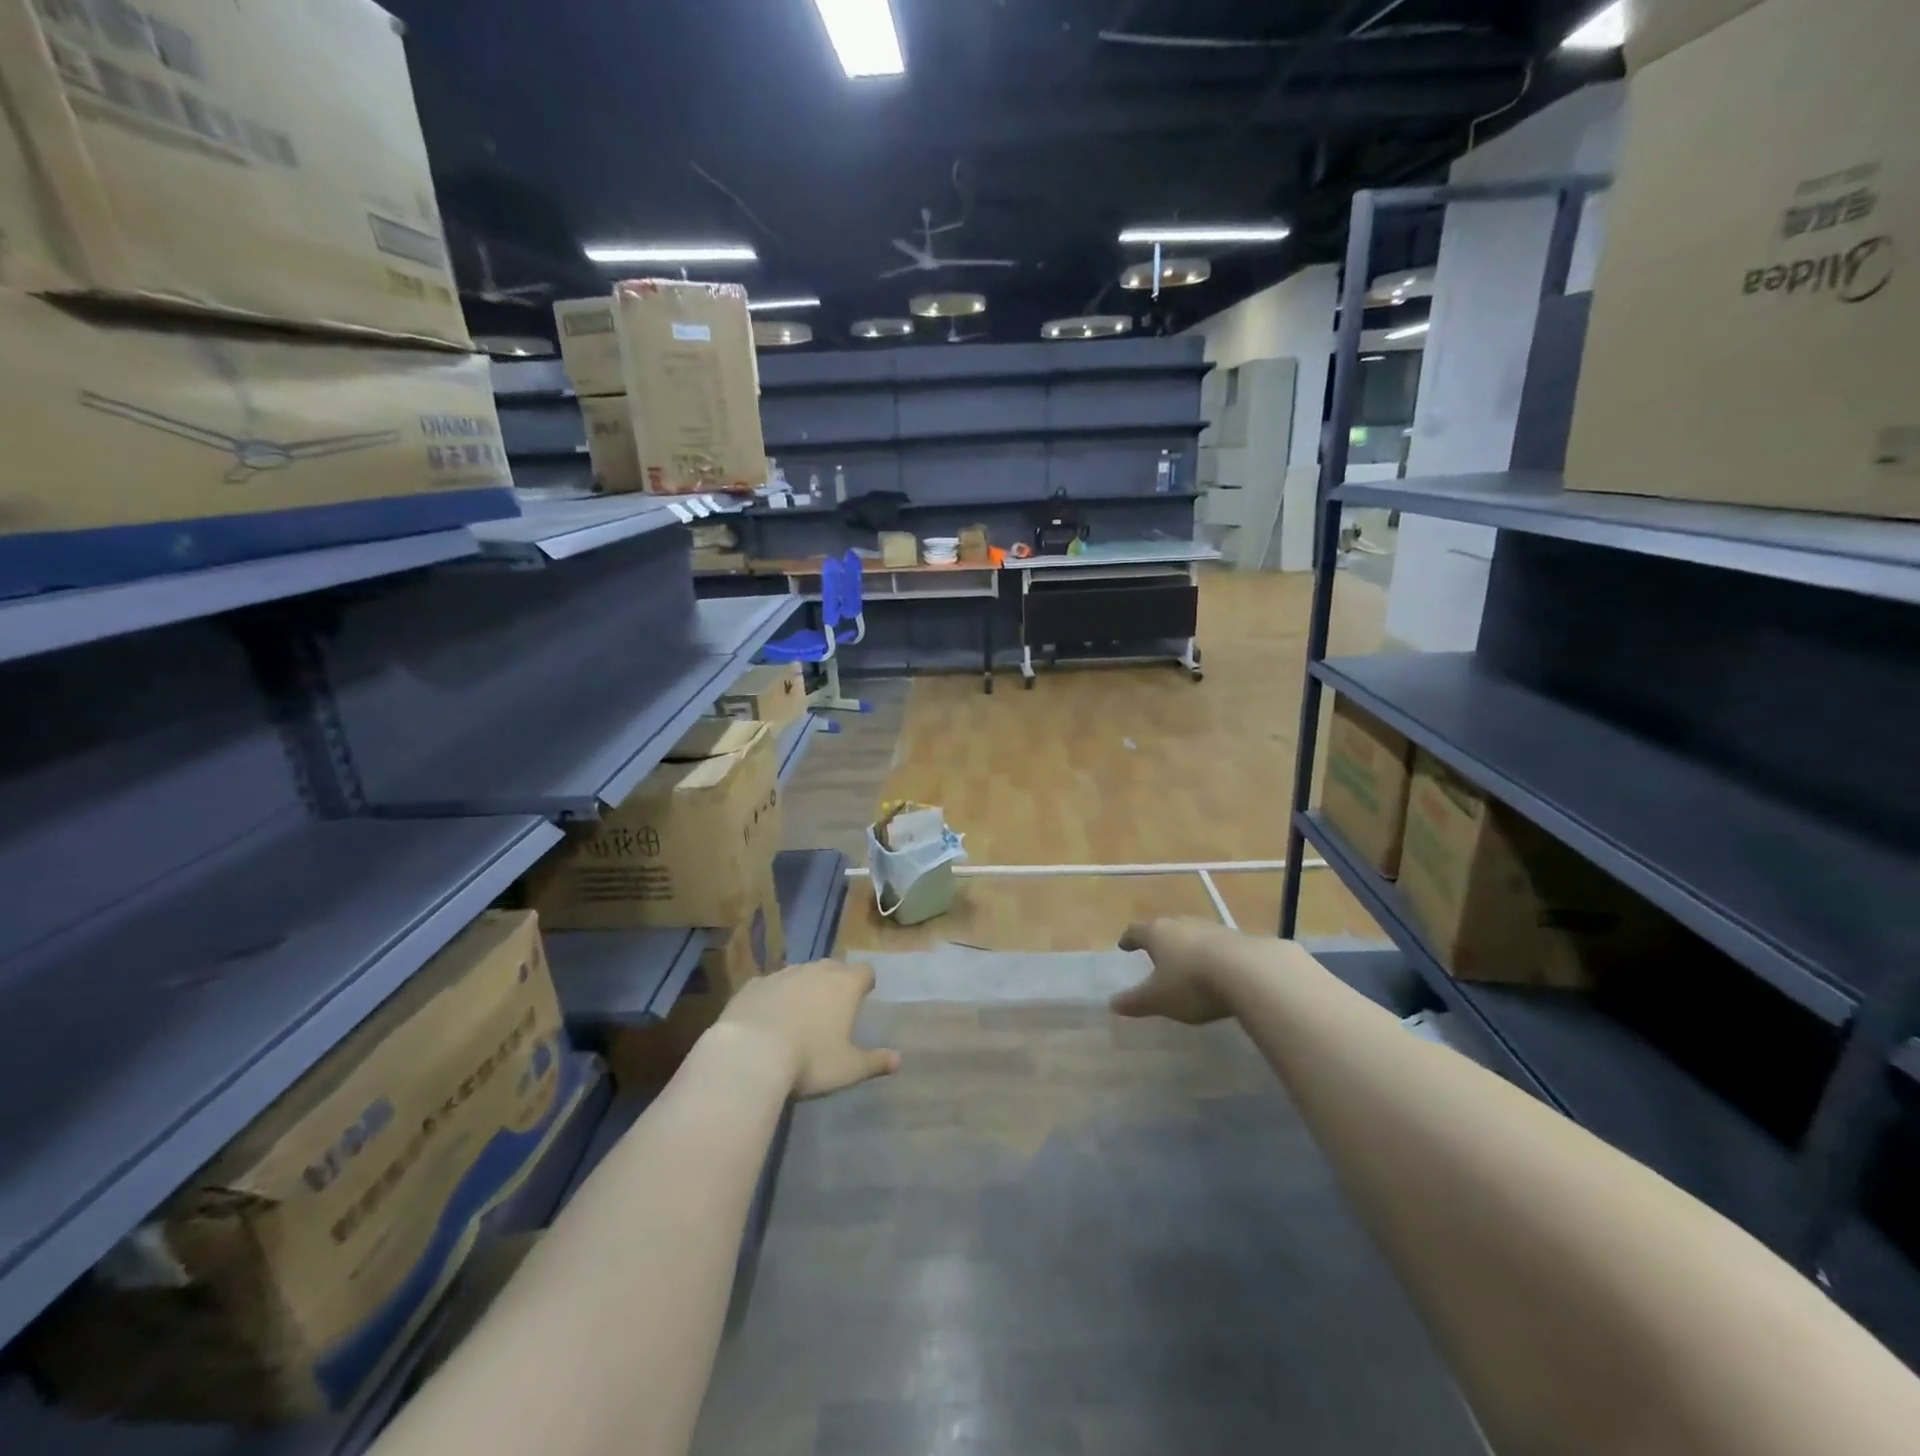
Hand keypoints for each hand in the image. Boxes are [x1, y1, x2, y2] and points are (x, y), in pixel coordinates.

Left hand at [718, 959, 899, 1098]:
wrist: (749, 1055)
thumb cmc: (809, 1061)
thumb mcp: (848, 1069)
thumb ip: (874, 1062)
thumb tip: (898, 1060)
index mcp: (844, 985)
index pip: (865, 971)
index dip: (865, 983)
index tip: (863, 997)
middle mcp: (815, 971)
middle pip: (832, 967)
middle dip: (835, 982)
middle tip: (832, 1008)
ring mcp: (782, 974)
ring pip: (800, 973)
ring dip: (803, 987)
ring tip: (798, 1015)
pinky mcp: (753, 985)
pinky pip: (769, 985)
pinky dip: (773, 997)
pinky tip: (766, 1019)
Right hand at [1111, 918, 1239, 1024]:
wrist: (1249, 973)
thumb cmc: (1192, 984)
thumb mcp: (1159, 999)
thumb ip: (1136, 1001)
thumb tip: (1112, 1003)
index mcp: (1157, 933)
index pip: (1136, 931)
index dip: (1128, 939)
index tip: (1124, 945)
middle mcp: (1181, 923)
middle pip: (1164, 927)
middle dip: (1159, 939)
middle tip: (1155, 952)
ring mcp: (1210, 927)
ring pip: (1191, 933)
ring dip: (1186, 945)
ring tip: (1185, 960)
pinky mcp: (1236, 937)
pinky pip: (1214, 943)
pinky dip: (1209, 953)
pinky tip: (1214, 967)